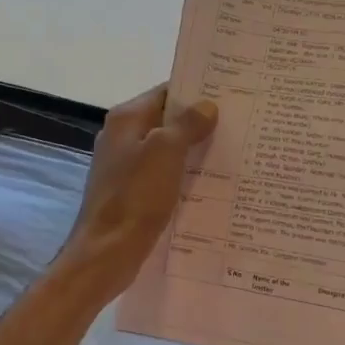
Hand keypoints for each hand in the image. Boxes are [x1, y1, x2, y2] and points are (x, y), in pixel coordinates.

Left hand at [59, 83, 217, 296]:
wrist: (107, 252)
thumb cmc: (136, 196)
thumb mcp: (166, 152)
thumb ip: (187, 124)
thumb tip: (206, 105)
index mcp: (126, 119)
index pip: (166, 92)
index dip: (196, 92)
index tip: (229, 95)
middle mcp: (122, 136)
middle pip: (166, 120)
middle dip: (198, 122)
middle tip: (238, 124)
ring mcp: (124, 166)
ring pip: (165, 149)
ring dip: (193, 150)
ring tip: (231, 151)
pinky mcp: (130, 192)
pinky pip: (162, 174)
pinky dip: (182, 174)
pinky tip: (208, 183)